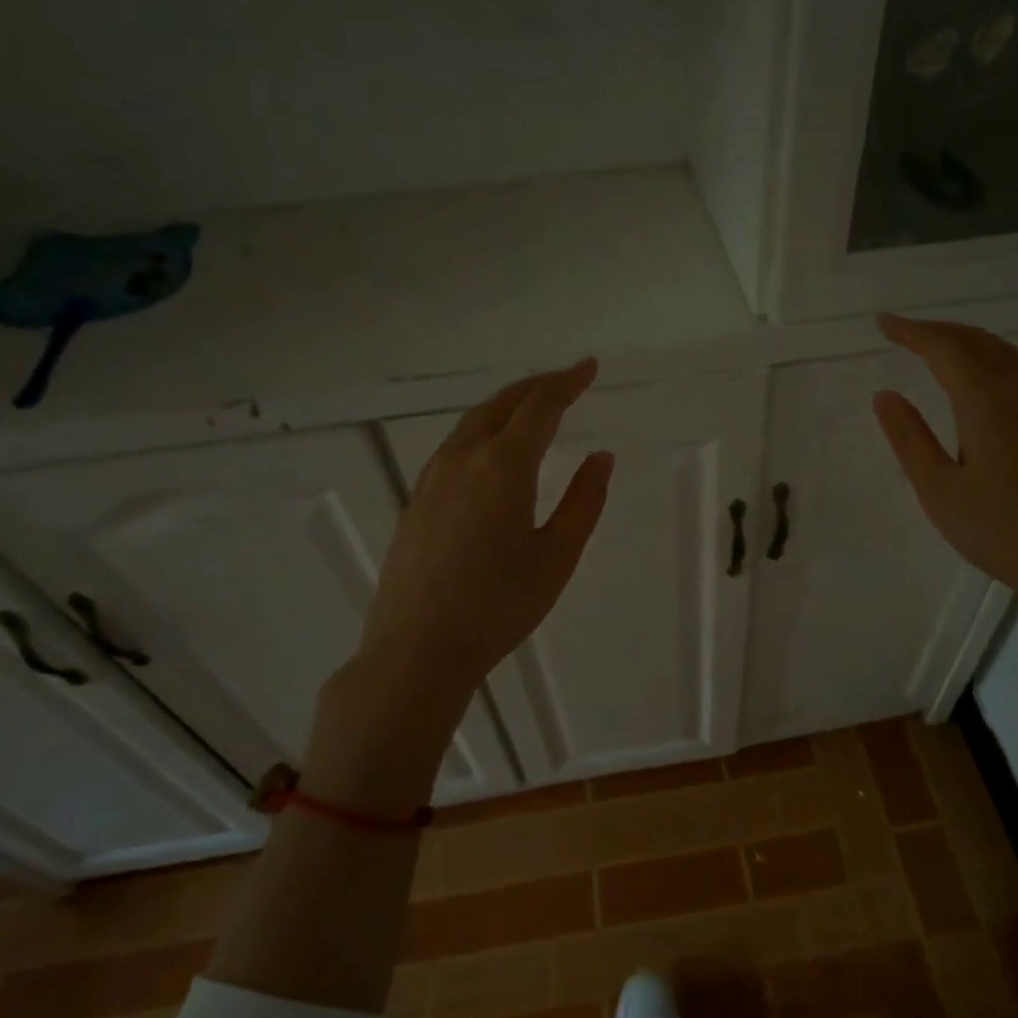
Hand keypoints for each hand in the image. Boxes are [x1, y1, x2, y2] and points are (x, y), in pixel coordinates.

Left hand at [307, 360, 611, 803]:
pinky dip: (484, 429)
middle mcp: (463, 459)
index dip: (567, 382)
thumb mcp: (557, 556)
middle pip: (502, 403)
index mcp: (503, 466)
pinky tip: (494, 450)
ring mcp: (432, 477)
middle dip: (537, 386)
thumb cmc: (499, 606)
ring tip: (534, 407)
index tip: (590, 367)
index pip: (540, 406)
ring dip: (508, 405)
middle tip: (567, 381)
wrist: (417, 650)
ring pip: (474, 422)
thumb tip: (601, 458)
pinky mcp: (417, 499)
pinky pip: (456, 445)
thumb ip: (584, 501)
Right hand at [874, 314, 1017, 617]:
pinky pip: (1014, 368)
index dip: (912, 332)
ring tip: (932, 344)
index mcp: (986, 404)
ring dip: (963, 339)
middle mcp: (1017, 393)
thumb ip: (909, 439)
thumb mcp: (938, 490)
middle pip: (976, 342)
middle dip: (936, 330)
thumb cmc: (997, 530)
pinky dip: (985, 354)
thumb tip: (885, 395)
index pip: (945, 350)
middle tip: (900, 331)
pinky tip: (973, 374)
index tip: (882, 324)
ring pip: (1000, 351)